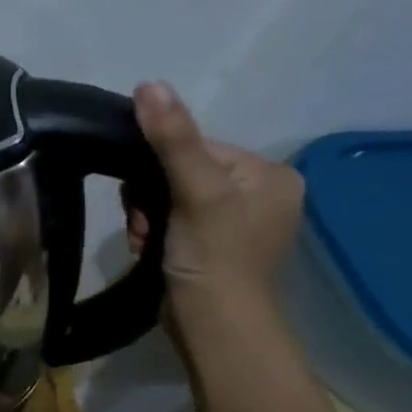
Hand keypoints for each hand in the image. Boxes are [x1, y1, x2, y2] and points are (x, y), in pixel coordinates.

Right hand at [126, 82, 304, 319]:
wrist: (213, 328)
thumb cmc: (213, 257)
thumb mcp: (194, 192)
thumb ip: (172, 139)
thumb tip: (148, 84)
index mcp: (268, 174)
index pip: (193, 146)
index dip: (155, 168)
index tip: (143, 199)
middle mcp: (257, 192)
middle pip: (176, 170)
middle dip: (148, 197)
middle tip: (145, 225)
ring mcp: (232, 220)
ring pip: (164, 196)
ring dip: (143, 216)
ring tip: (147, 240)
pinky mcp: (209, 243)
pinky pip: (167, 218)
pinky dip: (150, 231)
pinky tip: (150, 249)